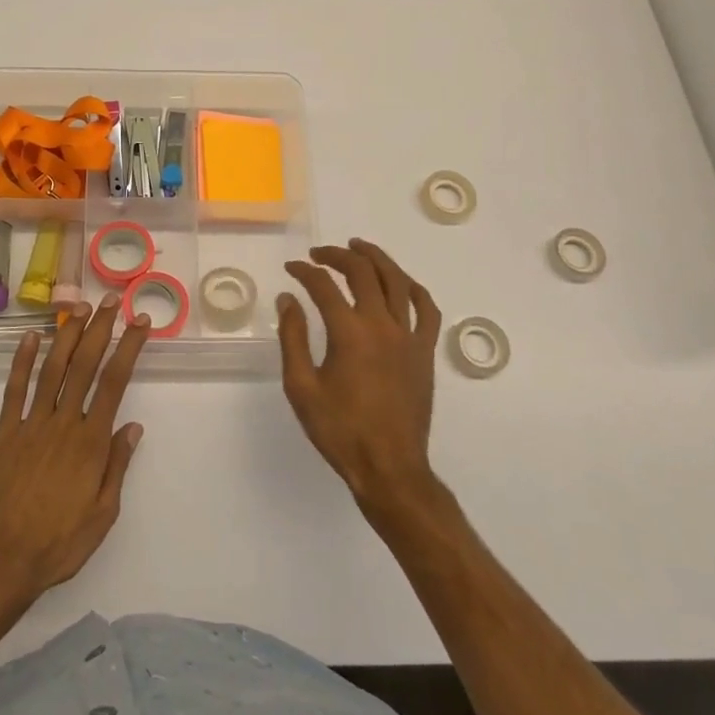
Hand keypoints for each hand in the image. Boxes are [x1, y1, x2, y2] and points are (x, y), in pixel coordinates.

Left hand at [0, 294, 147, 597]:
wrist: (1, 560)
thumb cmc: (59, 543)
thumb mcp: (103, 514)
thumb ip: (117, 466)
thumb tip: (133, 426)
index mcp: (91, 442)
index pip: (115, 382)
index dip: (128, 347)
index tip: (139, 322)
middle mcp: (63, 423)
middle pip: (85, 365)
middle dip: (100, 328)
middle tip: (110, 300)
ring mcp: (31, 424)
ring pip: (52, 369)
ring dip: (66, 335)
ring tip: (78, 306)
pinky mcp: (4, 433)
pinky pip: (14, 390)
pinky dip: (21, 361)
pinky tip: (29, 337)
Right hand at [278, 239, 442, 508]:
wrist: (389, 467)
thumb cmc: (340, 431)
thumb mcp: (301, 387)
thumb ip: (293, 338)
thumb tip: (288, 299)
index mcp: (349, 333)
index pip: (324, 286)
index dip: (304, 272)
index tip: (291, 269)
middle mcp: (382, 325)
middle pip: (362, 272)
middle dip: (337, 256)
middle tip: (319, 254)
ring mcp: (409, 336)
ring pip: (397, 281)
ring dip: (376, 258)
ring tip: (359, 248)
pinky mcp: (425, 351)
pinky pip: (426, 309)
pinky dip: (413, 289)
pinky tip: (401, 282)